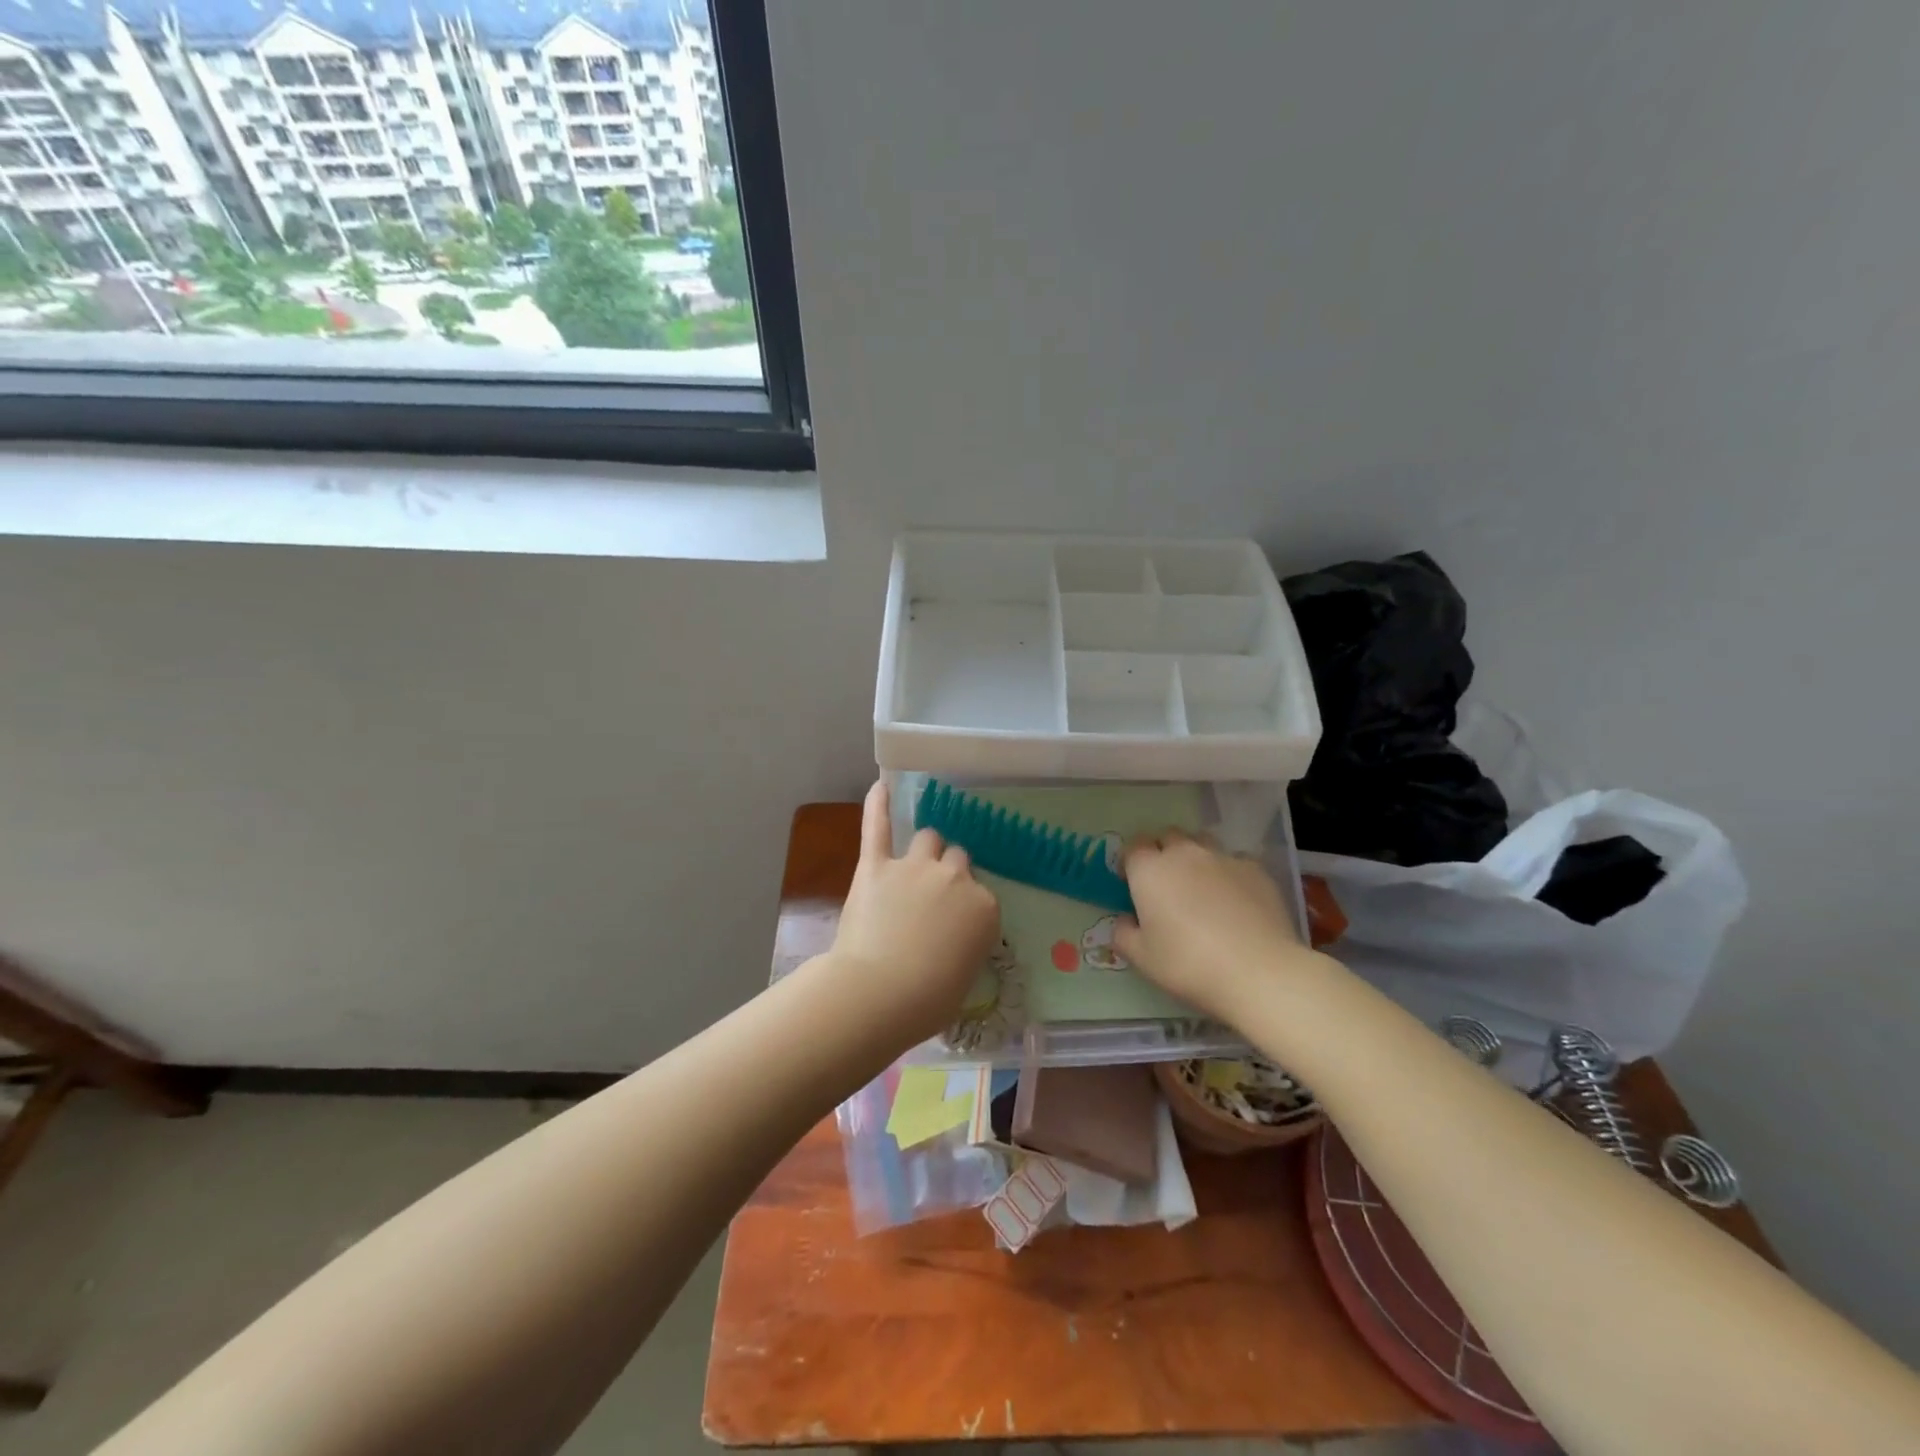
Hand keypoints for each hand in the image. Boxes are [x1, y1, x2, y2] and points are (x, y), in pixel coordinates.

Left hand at [826, 781, 1001, 1045]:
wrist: (881, 992)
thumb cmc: (928, 999)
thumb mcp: (965, 976)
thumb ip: (965, 945)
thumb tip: (952, 941)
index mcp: (984, 907)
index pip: (981, 896)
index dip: (965, 909)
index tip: (953, 927)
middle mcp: (955, 877)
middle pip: (958, 860)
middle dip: (948, 874)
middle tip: (932, 899)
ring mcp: (916, 866)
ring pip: (929, 839)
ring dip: (926, 848)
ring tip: (914, 862)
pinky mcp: (877, 865)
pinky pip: (878, 825)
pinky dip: (877, 805)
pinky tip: (880, 786)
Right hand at [1116, 830, 1317, 1022]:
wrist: (1259, 971)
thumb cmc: (1189, 964)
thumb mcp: (1142, 959)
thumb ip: (1124, 934)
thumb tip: (1126, 920)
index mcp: (1150, 870)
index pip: (1133, 847)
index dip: (1131, 863)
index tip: (1132, 884)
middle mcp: (1184, 853)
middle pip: (1167, 836)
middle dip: (1162, 853)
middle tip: (1165, 884)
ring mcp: (1223, 858)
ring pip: (1202, 843)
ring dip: (1195, 857)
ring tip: (1200, 887)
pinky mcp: (1256, 869)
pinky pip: (1234, 861)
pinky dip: (1228, 873)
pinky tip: (1235, 901)